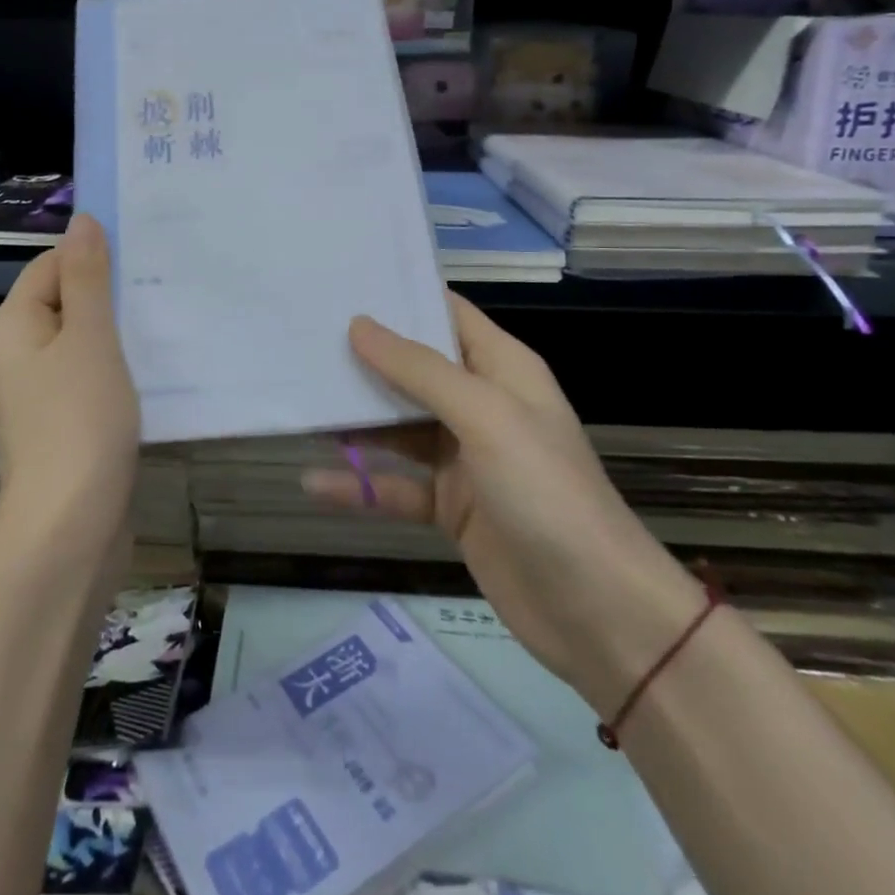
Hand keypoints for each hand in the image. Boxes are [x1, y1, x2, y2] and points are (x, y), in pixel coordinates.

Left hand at [0, 214, 140, 551]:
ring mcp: (42, 392)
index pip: (50, 265)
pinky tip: (159, 363)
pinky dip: (122, 365)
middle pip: (67, 301)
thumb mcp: (89, 339)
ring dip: (122, 329)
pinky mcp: (66, 422)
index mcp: (13, 326)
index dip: (93, 254)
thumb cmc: (78, 422)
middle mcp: (20, 354)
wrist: (70, 528)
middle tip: (167, 279)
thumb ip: (87, 278)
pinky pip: (93, 375)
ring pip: (85, 341)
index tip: (145, 250)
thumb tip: (83, 220)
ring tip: (170, 315)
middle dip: (113, 291)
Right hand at [303, 293, 705, 715]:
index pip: (446, 314)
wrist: (597, 611)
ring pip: (398, 426)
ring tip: (298, 400)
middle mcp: (481, 404)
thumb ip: (419, 370)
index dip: (400, 297)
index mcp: (501, 368)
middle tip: (302, 338)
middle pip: (413, 369)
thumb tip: (359, 324)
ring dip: (355, 419)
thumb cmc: (545, 491)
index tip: (342, 284)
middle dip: (363, 356)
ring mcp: (464, 458)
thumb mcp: (484, 416)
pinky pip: (395, 485)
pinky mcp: (449, 507)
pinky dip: (358, 484)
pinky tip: (312, 481)